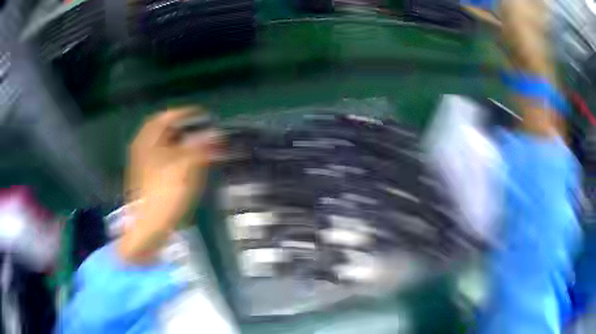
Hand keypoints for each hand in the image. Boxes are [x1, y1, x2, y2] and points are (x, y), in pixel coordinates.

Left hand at [120, 108, 218, 263]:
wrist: (148, 227)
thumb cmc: (164, 193)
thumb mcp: (184, 167)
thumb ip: (200, 147)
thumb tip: (216, 134)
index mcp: (147, 141)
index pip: (166, 117)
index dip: (185, 113)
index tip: (203, 114)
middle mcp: (143, 149)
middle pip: (164, 131)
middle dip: (185, 129)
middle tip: (204, 131)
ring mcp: (144, 165)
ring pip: (165, 146)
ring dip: (183, 143)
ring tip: (201, 146)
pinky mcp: (149, 179)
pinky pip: (165, 160)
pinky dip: (178, 157)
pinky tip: (190, 165)